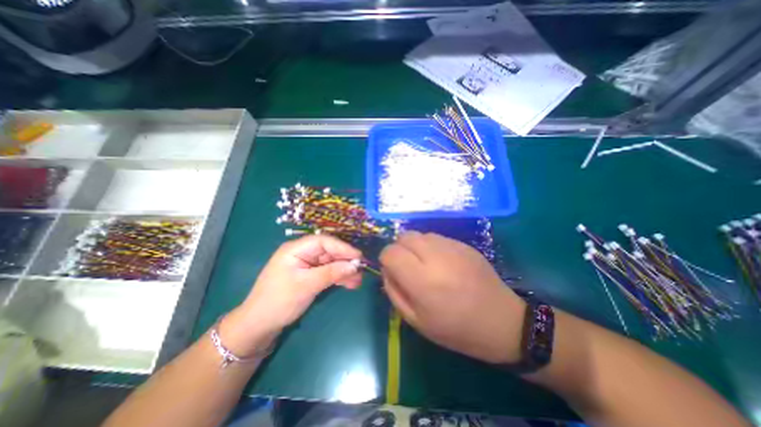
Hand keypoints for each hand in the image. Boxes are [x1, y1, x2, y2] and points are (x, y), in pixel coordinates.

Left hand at [220, 235, 361, 354]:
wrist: (259, 326)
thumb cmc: (279, 302)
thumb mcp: (306, 286)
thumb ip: (331, 273)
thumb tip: (355, 265)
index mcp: (296, 249)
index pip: (323, 241)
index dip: (342, 247)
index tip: (358, 257)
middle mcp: (302, 253)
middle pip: (329, 252)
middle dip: (345, 261)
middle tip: (361, 271)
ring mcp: (306, 265)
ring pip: (330, 263)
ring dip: (344, 271)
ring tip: (358, 281)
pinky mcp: (309, 275)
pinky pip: (327, 272)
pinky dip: (338, 277)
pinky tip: (349, 284)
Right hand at [379, 234, 527, 362]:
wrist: (502, 321)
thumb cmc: (456, 329)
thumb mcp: (416, 320)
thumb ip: (394, 291)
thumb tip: (386, 269)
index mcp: (422, 280)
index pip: (391, 252)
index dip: (386, 259)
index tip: (392, 270)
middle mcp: (436, 257)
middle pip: (404, 237)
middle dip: (399, 249)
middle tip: (408, 267)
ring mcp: (452, 247)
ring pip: (420, 234)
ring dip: (415, 246)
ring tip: (425, 265)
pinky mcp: (464, 244)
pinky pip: (436, 237)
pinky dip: (430, 246)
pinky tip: (442, 263)